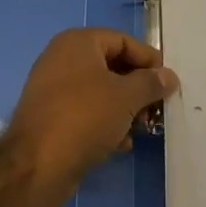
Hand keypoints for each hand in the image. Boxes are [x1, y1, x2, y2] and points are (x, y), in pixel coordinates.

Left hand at [5, 29, 177, 206]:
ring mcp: (54, 89)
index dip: (149, 59)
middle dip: (138, 87)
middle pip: (112, 66)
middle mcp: (63, 59)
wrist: (36, 165)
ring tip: (142, 128)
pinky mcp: (51, 117)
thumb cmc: (85, 117)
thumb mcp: (127, 96)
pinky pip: (87, 112)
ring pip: (101, 92)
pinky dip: (106, 123)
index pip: (123, 41)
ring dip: (125, 108)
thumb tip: (169, 76)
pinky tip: (121, 143)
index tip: (169, 82)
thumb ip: (151, 83)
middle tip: (157, 107)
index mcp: (78, 42)